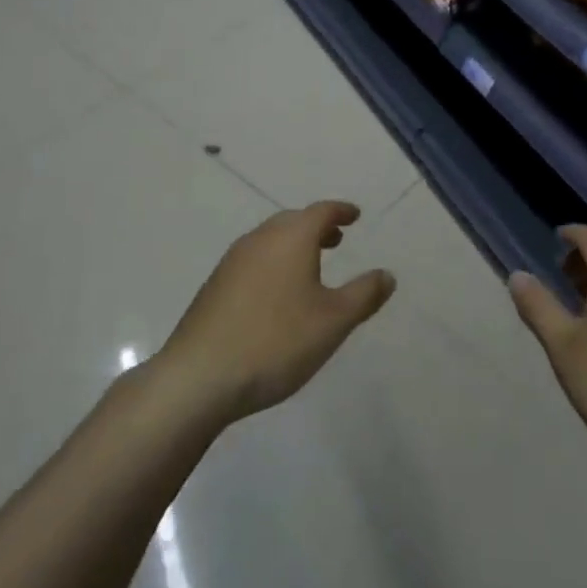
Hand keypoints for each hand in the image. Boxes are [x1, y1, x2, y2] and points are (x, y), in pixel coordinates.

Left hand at [158, 201, 395, 424]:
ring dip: (294, 245)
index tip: (355, 215)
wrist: (199, 376)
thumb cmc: (275, 342)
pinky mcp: (215, 285)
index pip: (321, 211)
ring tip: (310, 266)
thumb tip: (387, 274)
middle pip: (293, 221)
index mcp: (291, 237)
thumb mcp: (333, 322)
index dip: (341, 211)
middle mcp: (261, 238)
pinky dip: (274, 262)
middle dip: (317, 227)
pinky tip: (276, 294)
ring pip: (271, 240)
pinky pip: (254, 260)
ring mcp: (233, 260)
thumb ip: (364, 295)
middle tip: (337, 239)